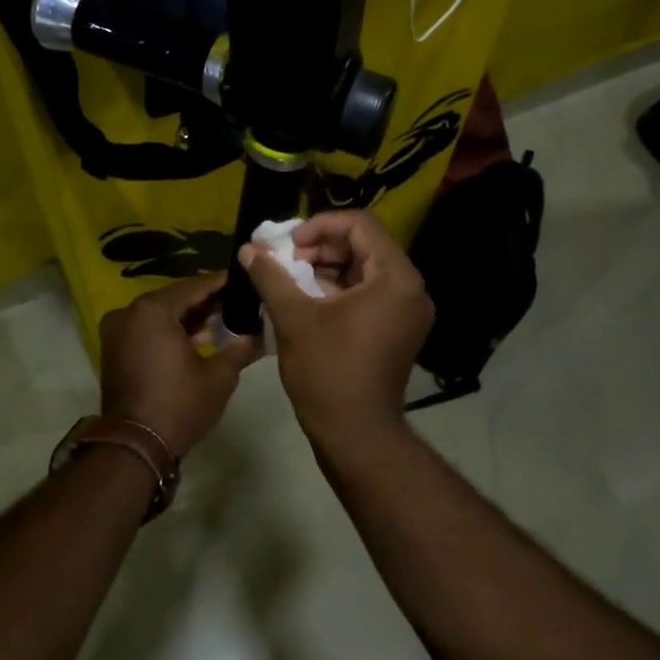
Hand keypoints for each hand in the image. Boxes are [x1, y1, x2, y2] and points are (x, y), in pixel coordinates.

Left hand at [98, 274, 261, 458]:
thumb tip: (258, 334)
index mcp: (152, 310)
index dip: (222, 284)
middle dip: (206, 302)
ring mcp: (117, 332)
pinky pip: (147, 331)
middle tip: (238, 301)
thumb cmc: (179, 404)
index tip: (245, 279)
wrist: (135, 446)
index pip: (195, 287)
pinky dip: (170, 332)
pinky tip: (198, 340)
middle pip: (175, 299)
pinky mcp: (114, 351)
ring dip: (188, 319)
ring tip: (223, 322)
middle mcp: (129, 313)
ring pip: (160, 316)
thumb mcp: (219, 376)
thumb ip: (240, 348)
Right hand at [237, 211, 433, 443]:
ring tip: (291, 277)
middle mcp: (411, 289)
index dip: (320, 225)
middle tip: (286, 260)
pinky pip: (370, 294)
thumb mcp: (294, 317)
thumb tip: (248, 248)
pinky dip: (340, 289)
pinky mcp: (399, 331)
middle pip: (365, 245)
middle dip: (322, 246)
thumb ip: (271, 276)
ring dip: (328, 267)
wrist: (355, 434)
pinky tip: (308, 298)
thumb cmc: (327, 370)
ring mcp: (408, 312)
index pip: (361, 225)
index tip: (289, 244)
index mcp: (396, 278)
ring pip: (366, 270)